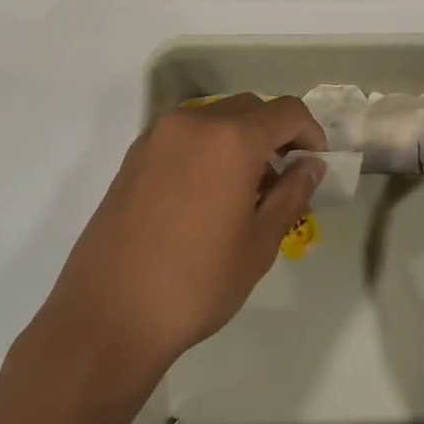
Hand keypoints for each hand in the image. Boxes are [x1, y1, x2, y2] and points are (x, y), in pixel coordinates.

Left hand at [38, 94, 326, 382]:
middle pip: (249, 108)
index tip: (315, 162)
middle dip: (274, 134)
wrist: (108, 314)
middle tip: (284, 177)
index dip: (310, 131)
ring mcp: (158, 135)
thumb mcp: (258, 244)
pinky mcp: (134, 155)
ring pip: (215, 118)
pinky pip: (185, 134)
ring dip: (239, 139)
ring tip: (244, 189)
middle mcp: (194, 122)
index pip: (286, 111)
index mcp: (231, 139)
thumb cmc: (196, 284)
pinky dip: (208, 147)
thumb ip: (291, 194)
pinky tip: (206, 193)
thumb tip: (310, 165)